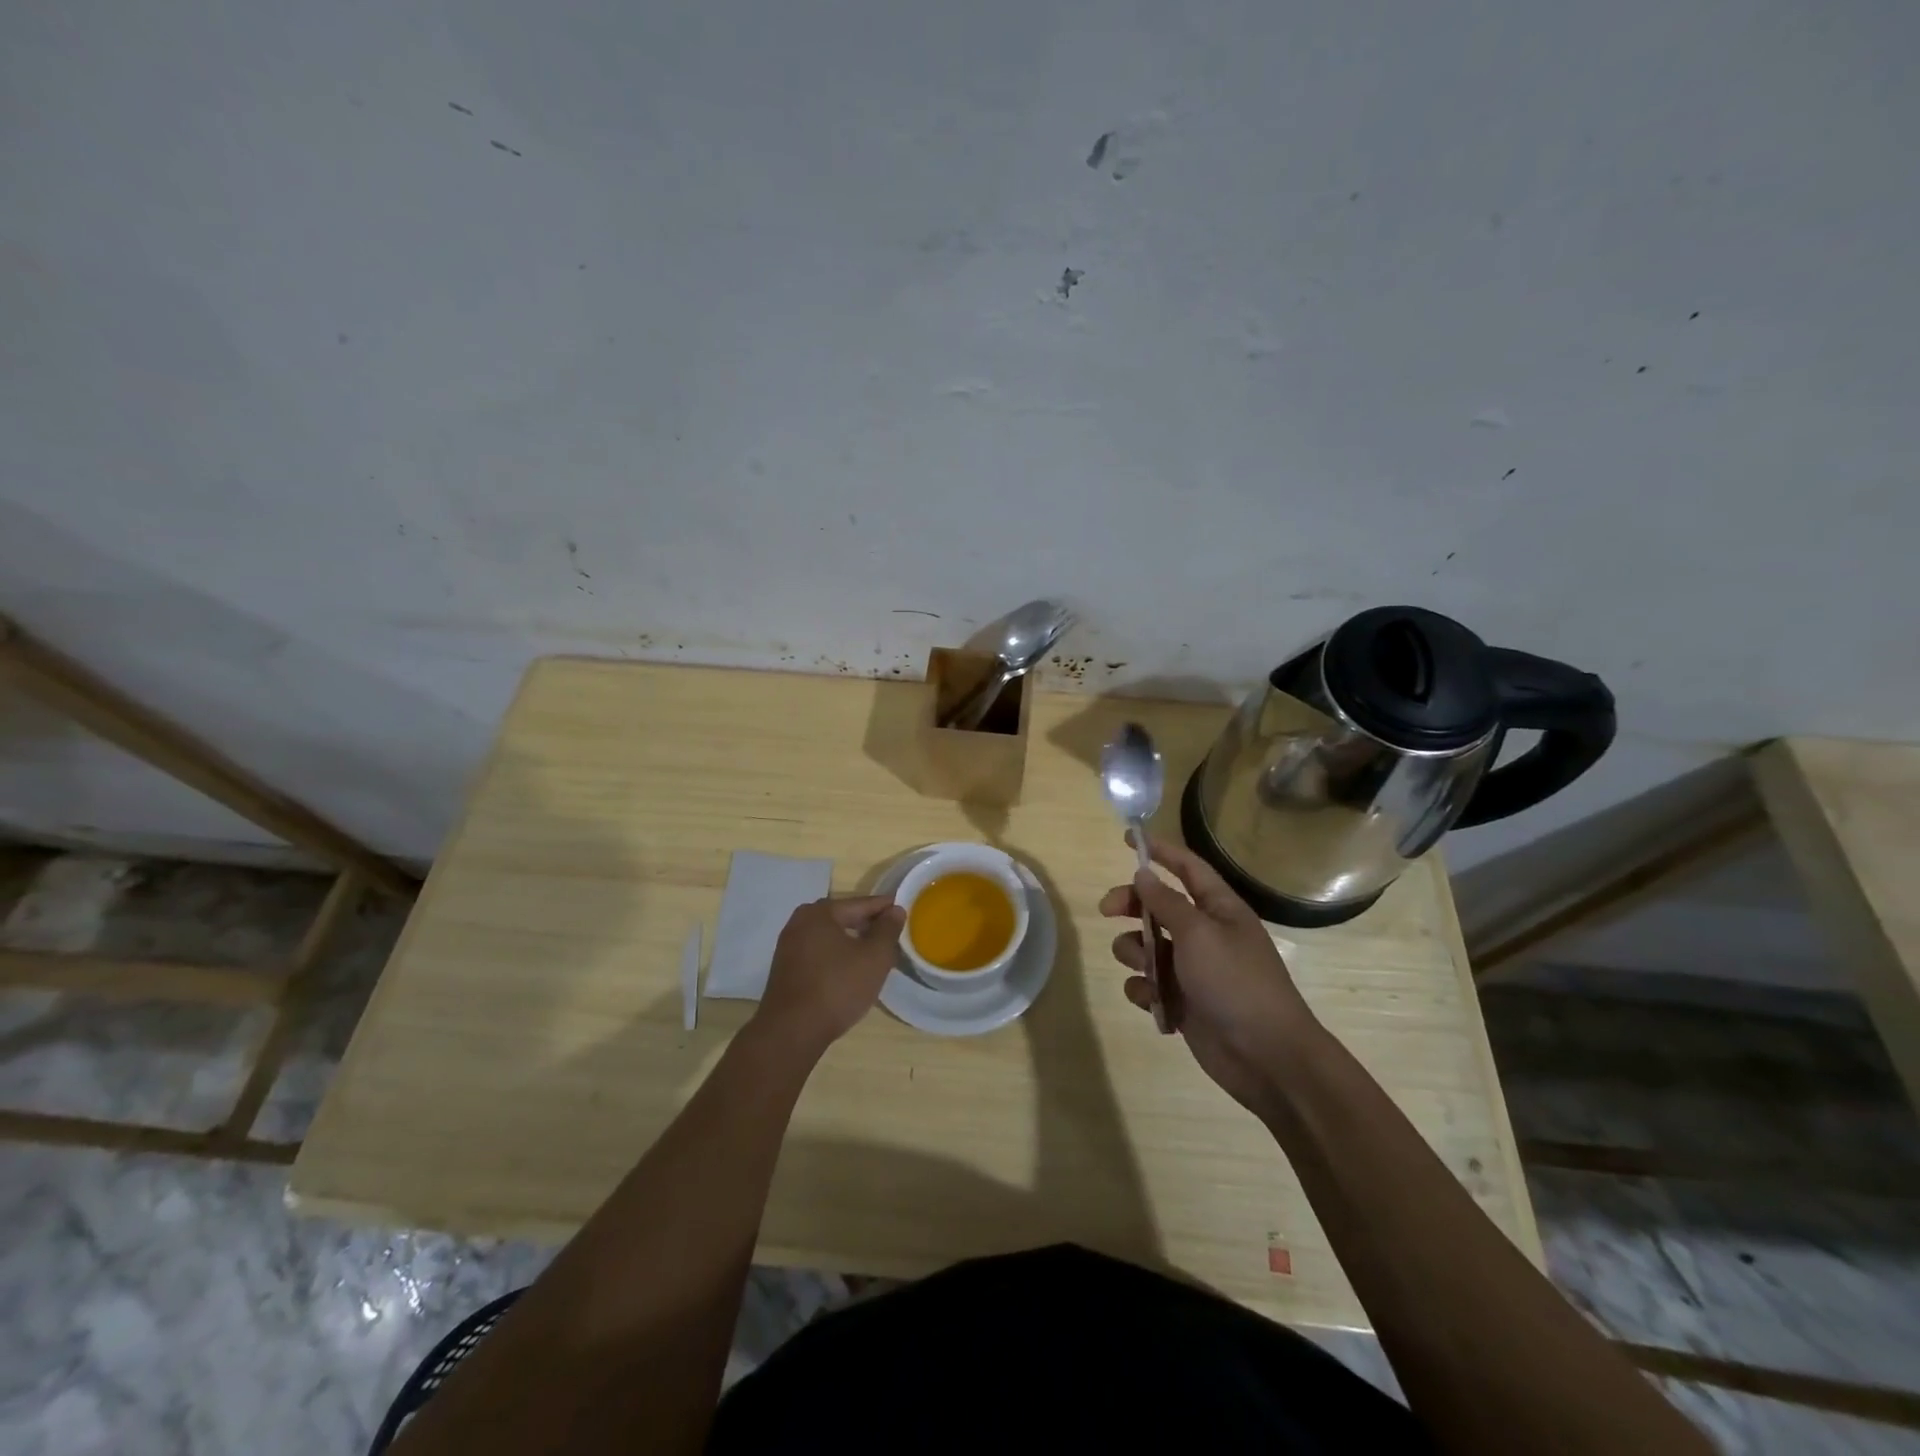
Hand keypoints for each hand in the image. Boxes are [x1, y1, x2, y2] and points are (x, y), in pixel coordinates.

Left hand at [753, 895, 905, 1056]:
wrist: (792, 1032)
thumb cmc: (837, 988)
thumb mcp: (874, 957)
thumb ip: (888, 930)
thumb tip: (895, 910)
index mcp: (819, 912)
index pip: (860, 904)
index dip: (884, 908)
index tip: (904, 911)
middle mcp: (799, 922)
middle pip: (843, 918)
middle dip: (868, 925)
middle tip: (891, 935)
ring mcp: (788, 946)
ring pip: (830, 937)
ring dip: (852, 942)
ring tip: (874, 955)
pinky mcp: (785, 969)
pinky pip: (818, 953)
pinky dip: (836, 956)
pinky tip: (850, 971)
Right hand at [1100, 834, 1319, 1117]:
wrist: (1266, 1057)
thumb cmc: (1235, 982)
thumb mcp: (1198, 933)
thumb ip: (1166, 902)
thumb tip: (1143, 874)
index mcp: (1219, 910)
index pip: (1187, 868)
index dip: (1160, 851)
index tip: (1128, 839)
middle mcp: (1205, 934)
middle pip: (1158, 906)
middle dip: (1131, 905)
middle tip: (1107, 910)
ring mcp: (1192, 970)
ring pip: (1146, 946)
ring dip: (1135, 953)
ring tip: (1144, 968)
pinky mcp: (1182, 1002)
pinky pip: (1148, 985)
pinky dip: (1144, 990)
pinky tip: (1154, 1002)